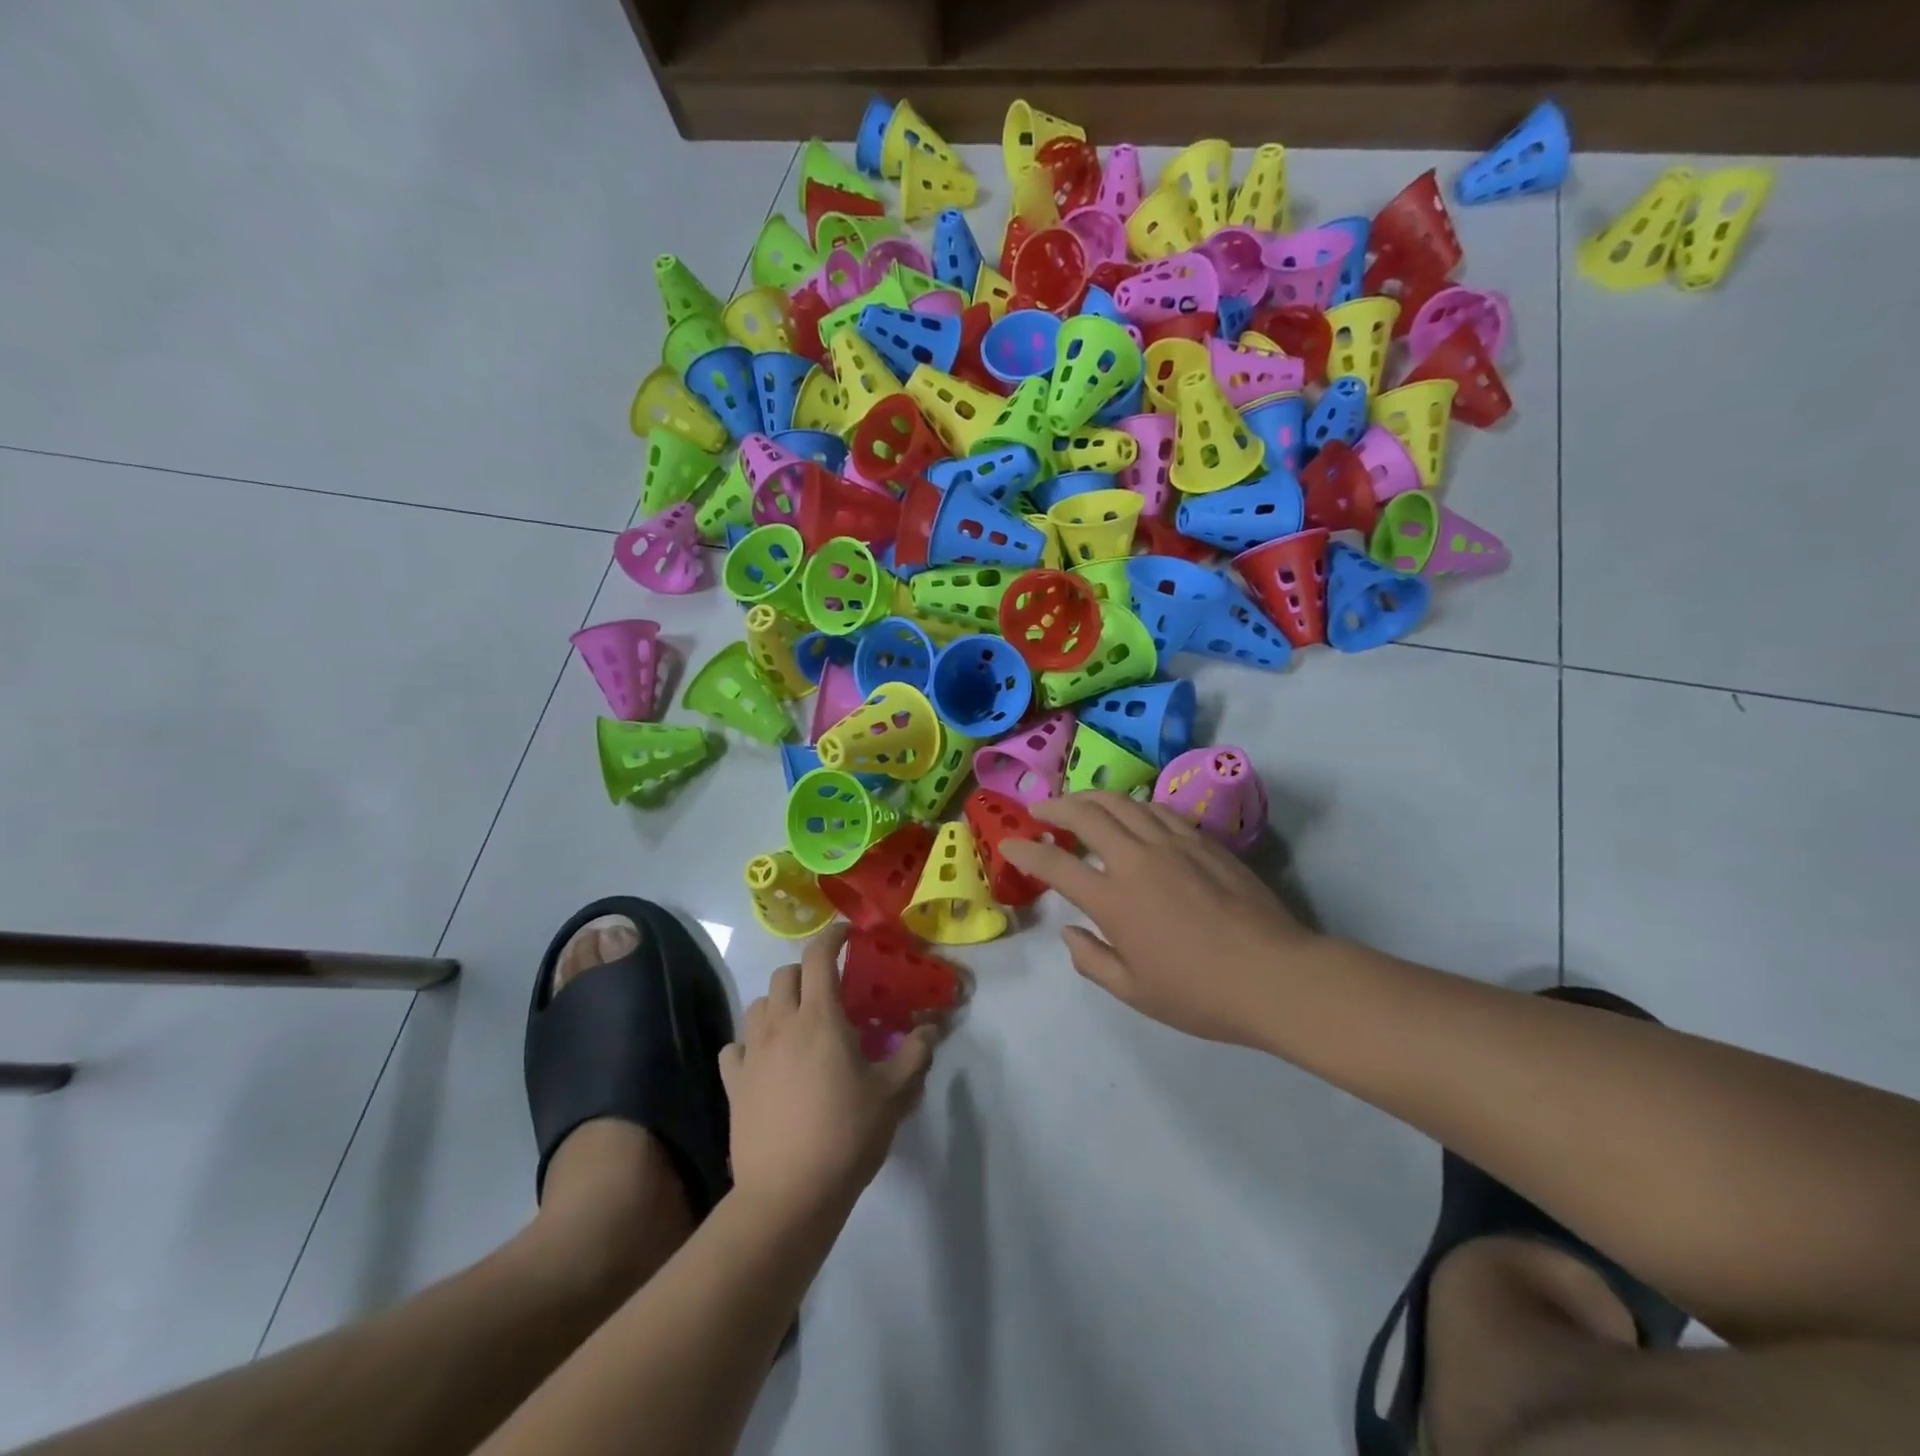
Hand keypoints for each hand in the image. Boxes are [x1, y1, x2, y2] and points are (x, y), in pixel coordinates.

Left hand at [719, 926, 935, 1225]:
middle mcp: (781, 1025)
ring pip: (757, 1005)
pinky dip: (750, 1043)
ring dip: (778, 1003)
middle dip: (807, 971)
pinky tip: (764, 1060)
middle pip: (785, 975)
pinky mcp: (733, 1084)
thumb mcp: (893, 1094)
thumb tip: (932, 1027)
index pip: (819, 956)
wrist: (788, 1195)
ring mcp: (752, 1054)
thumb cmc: (846, 1135)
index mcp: (820, 1018)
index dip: (832, 937)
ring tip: (798, 1023)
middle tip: (829, 989)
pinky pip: (735, 1047)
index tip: (847, 935)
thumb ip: (915, 1054)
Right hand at [1000, 791, 1317, 1045]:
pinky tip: (1130, 813)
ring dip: (1091, 797)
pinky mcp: (1203, 840)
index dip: (1026, 853)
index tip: (1009, 846)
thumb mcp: (1135, 992)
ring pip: (1122, 803)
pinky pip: (1157, 809)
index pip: (1056, 866)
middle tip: (1039, 810)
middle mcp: (1137, 860)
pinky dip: (1132, 805)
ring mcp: (1173, 844)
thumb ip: (1092, 960)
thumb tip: (1069, 931)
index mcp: (1114, 900)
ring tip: (1077, 802)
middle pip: (1086, 816)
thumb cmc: (1201, 994)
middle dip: (1055, 807)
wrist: (1276, 976)